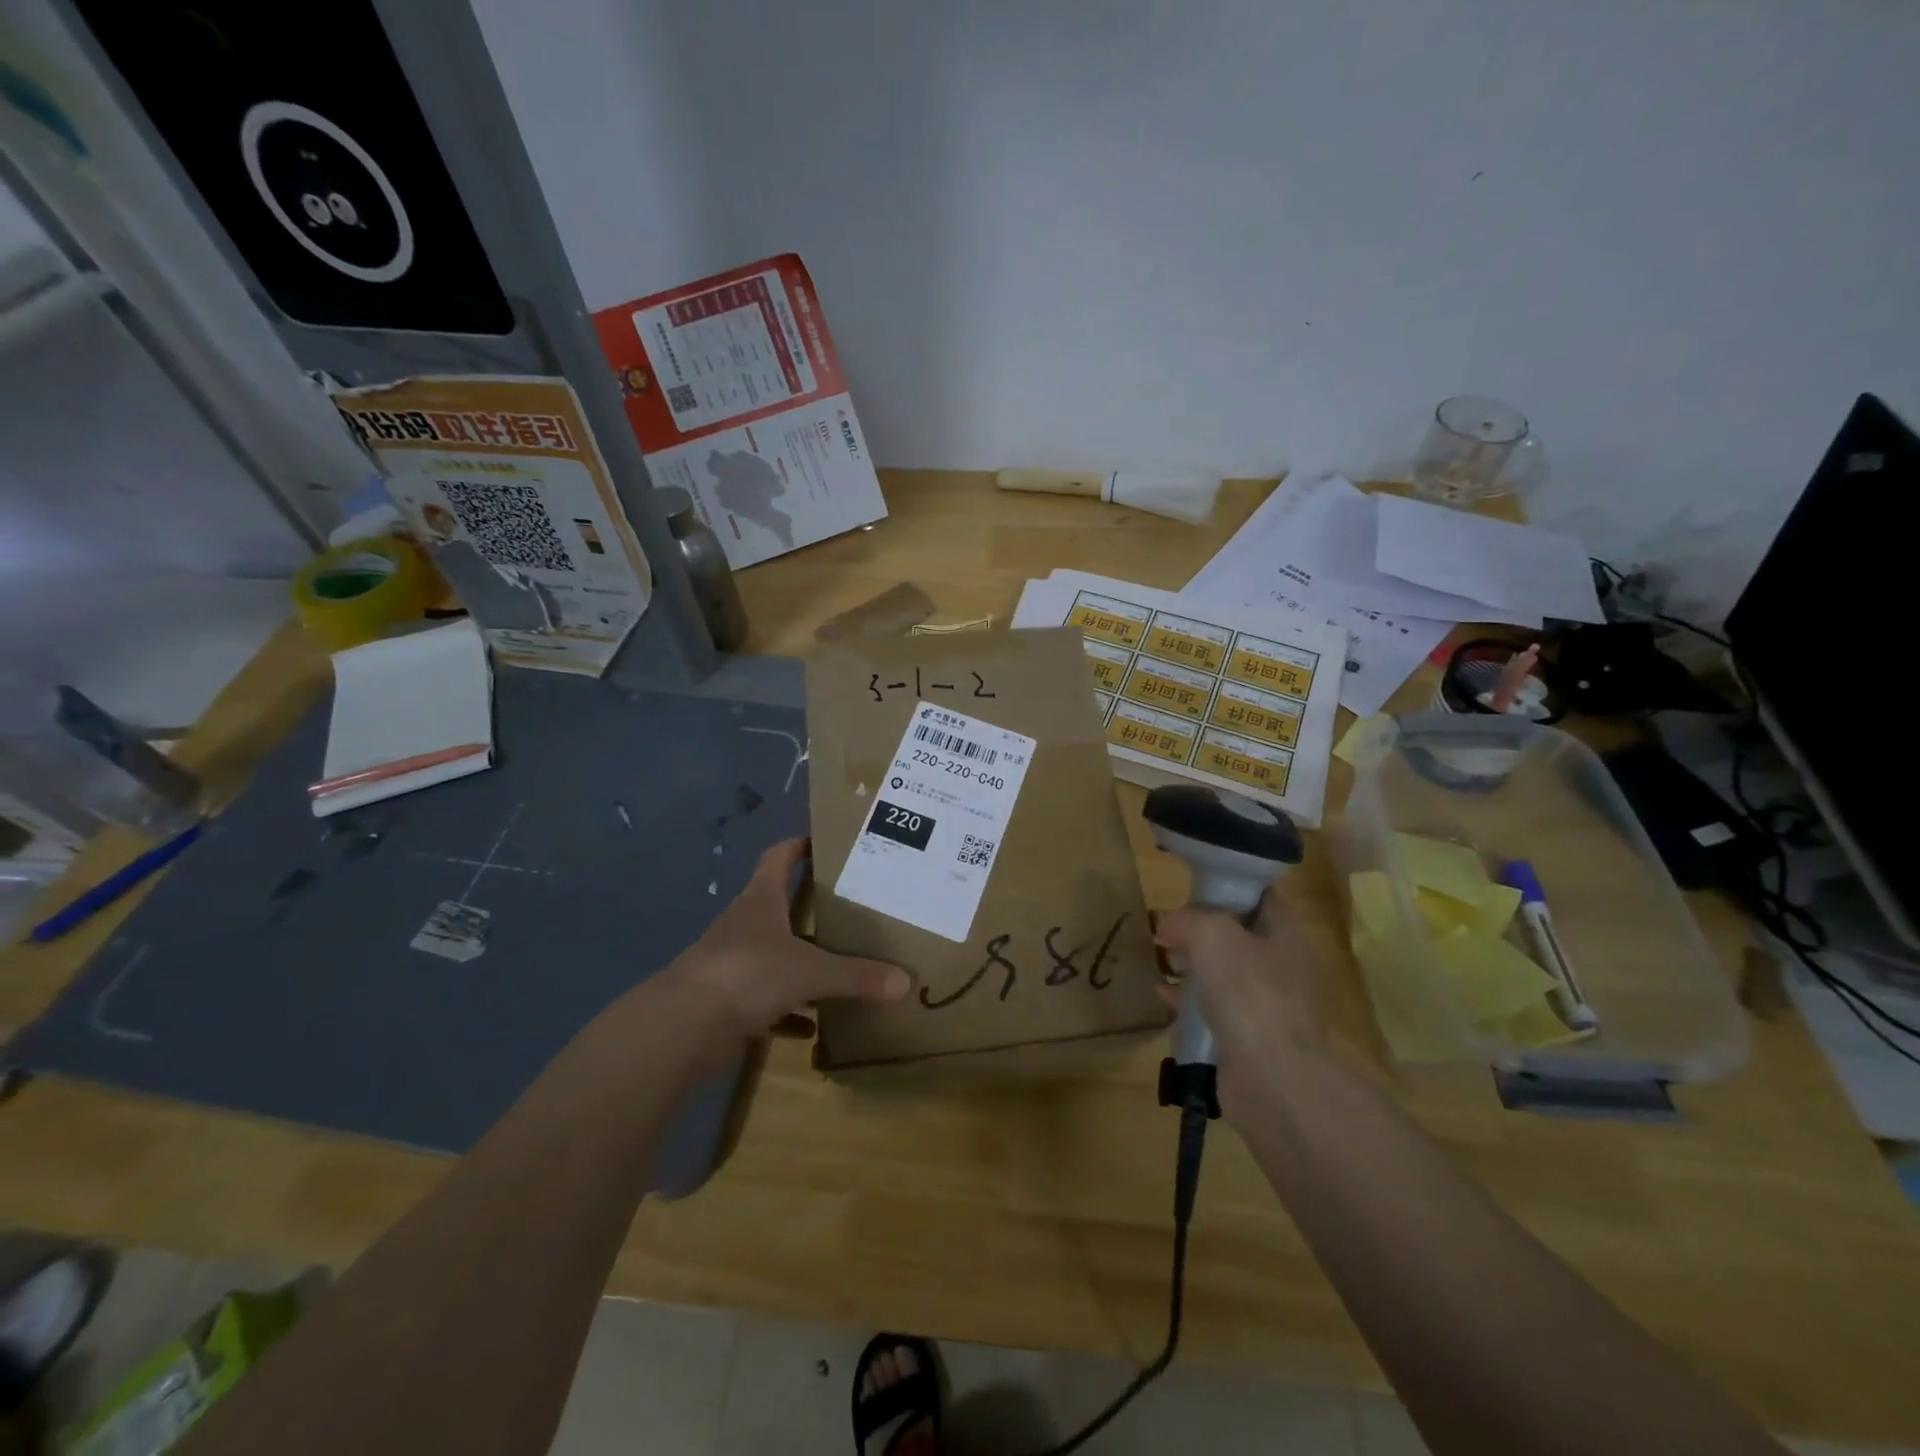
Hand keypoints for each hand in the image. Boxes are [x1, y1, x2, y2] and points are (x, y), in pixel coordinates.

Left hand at [665, 837, 910, 1045]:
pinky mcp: (726, 1002)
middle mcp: (744, 926)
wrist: (682, 1026)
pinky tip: (810, 1028)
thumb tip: (907, 981)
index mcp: (761, 901)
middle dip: (809, 909)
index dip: (799, 846)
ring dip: (799, 963)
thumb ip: (857, 976)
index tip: (824, 843)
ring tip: (836, 967)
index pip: (778, 857)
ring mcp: (732, 964)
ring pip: (773, 956)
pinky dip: (787, 1012)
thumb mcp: (811, 972)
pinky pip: (764, 1003)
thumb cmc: (748, 974)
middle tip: (849, 910)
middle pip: (778, 907)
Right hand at [1152, 893, 1327, 1117]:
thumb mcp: (1210, 935)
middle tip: (1162, 925)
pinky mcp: (1247, 1035)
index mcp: (1285, 933)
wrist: (1272, 1079)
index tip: (1187, 888)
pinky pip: (1212, 1006)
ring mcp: (1266, 1002)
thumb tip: (1165, 923)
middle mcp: (1281, 964)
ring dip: (1189, 962)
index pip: (1257, 895)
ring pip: (1222, 970)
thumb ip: (1184, 919)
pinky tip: (1159, 991)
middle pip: (1235, 933)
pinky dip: (1186, 997)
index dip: (1223, 887)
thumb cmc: (1248, 993)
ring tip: (1155, 955)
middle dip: (1197, 927)